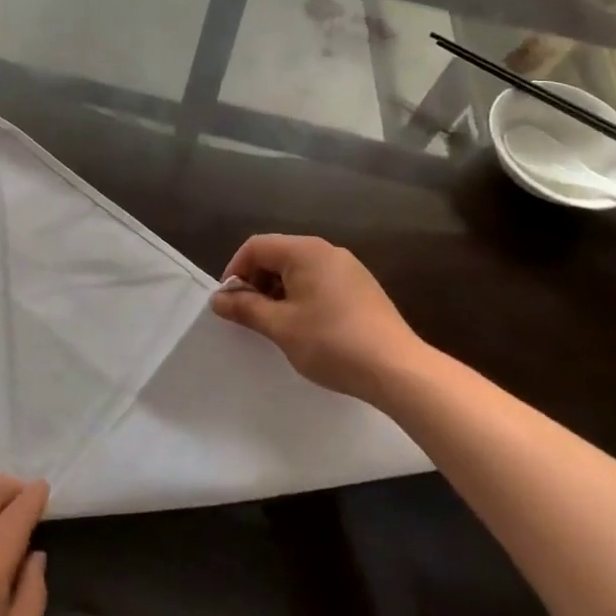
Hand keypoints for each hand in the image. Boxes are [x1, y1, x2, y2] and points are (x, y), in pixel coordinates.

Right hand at [211, 234, 426, 402]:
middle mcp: (327, 251)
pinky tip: (306, 328)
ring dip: (279, 291)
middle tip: (250, 315)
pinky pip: (320, 282)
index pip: (256, 246)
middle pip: (278, 255)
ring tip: (276, 325)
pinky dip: (302, 297)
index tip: (229, 302)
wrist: (398, 369)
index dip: (235, 271)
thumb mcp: (280, 326)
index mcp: (305, 251)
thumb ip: (245, 308)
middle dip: (257, 282)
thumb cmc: (331, 342)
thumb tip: (218, 299)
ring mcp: (348, 268)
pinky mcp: (362, 288)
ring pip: (299, 270)